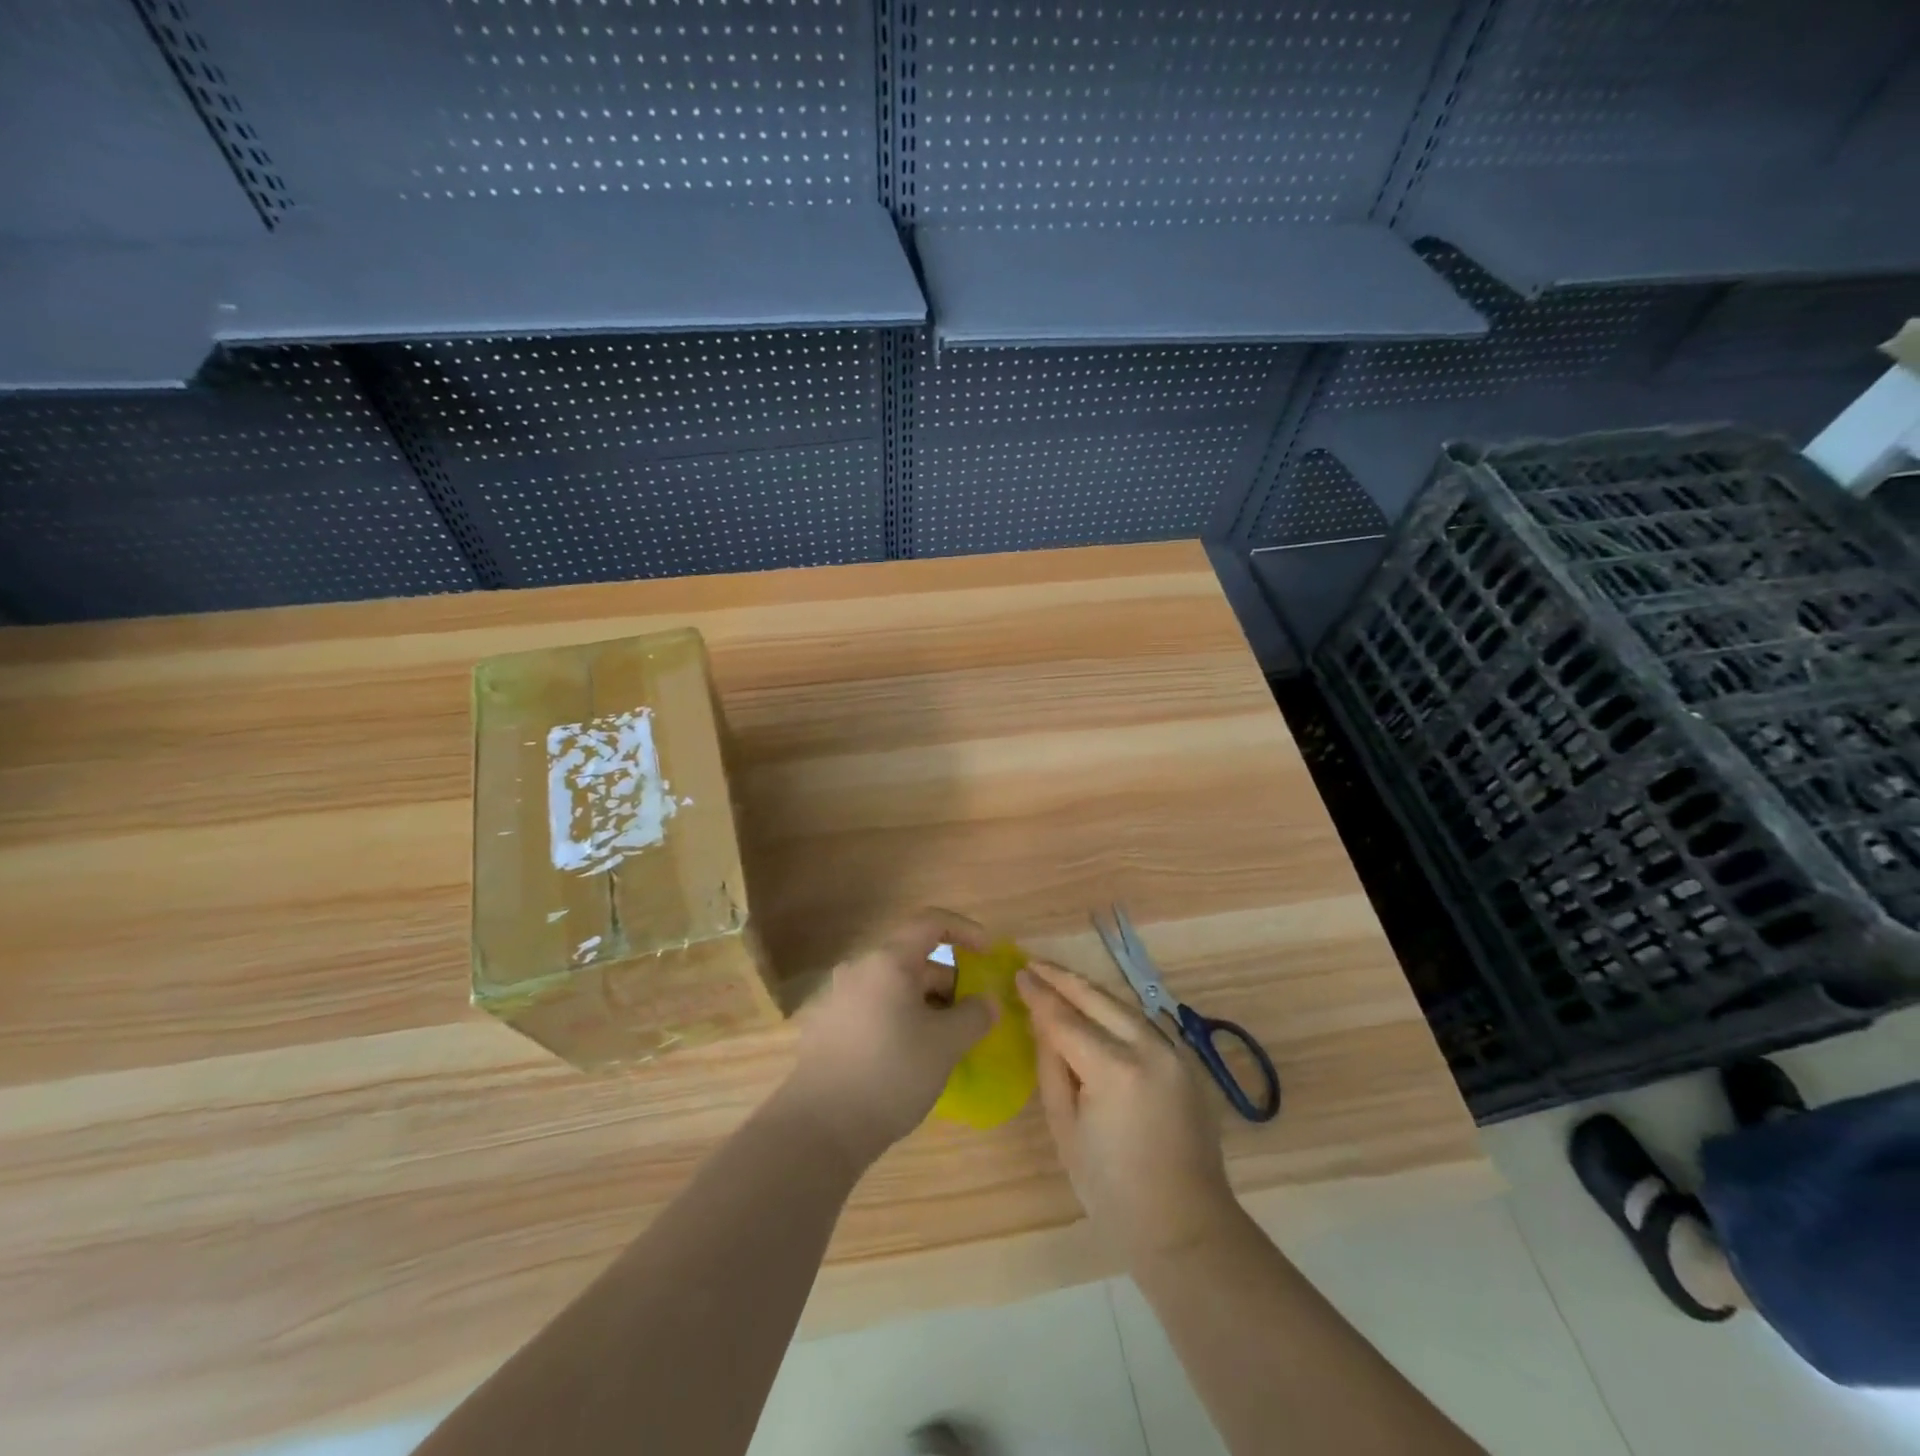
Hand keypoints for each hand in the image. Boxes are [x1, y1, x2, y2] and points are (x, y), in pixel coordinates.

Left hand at [777, 911, 998, 1169]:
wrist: (820, 1127)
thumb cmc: (891, 1073)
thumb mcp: (946, 1045)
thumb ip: (975, 1016)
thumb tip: (987, 1002)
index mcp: (887, 961)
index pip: (930, 922)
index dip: (964, 930)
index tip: (988, 953)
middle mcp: (859, 969)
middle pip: (913, 959)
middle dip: (948, 981)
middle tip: (972, 1015)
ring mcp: (838, 998)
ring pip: (893, 987)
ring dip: (925, 1004)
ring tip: (946, 1041)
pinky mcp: (827, 1028)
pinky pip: (874, 1009)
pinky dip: (900, 1019)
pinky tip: (911, 1057)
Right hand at [1019, 961, 1237, 1261]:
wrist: (1185, 1227)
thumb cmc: (1112, 1190)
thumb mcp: (1065, 1129)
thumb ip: (1051, 1067)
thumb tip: (1041, 1023)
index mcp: (1115, 1069)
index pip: (1066, 1018)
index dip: (1039, 995)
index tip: (1018, 973)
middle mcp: (1149, 1048)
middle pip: (1098, 998)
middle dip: (1063, 978)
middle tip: (1034, 964)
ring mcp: (1174, 1052)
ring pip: (1123, 1005)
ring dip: (1089, 990)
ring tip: (1058, 979)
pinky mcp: (1186, 1061)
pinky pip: (1142, 1023)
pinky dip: (1114, 1011)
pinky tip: (1095, 1009)